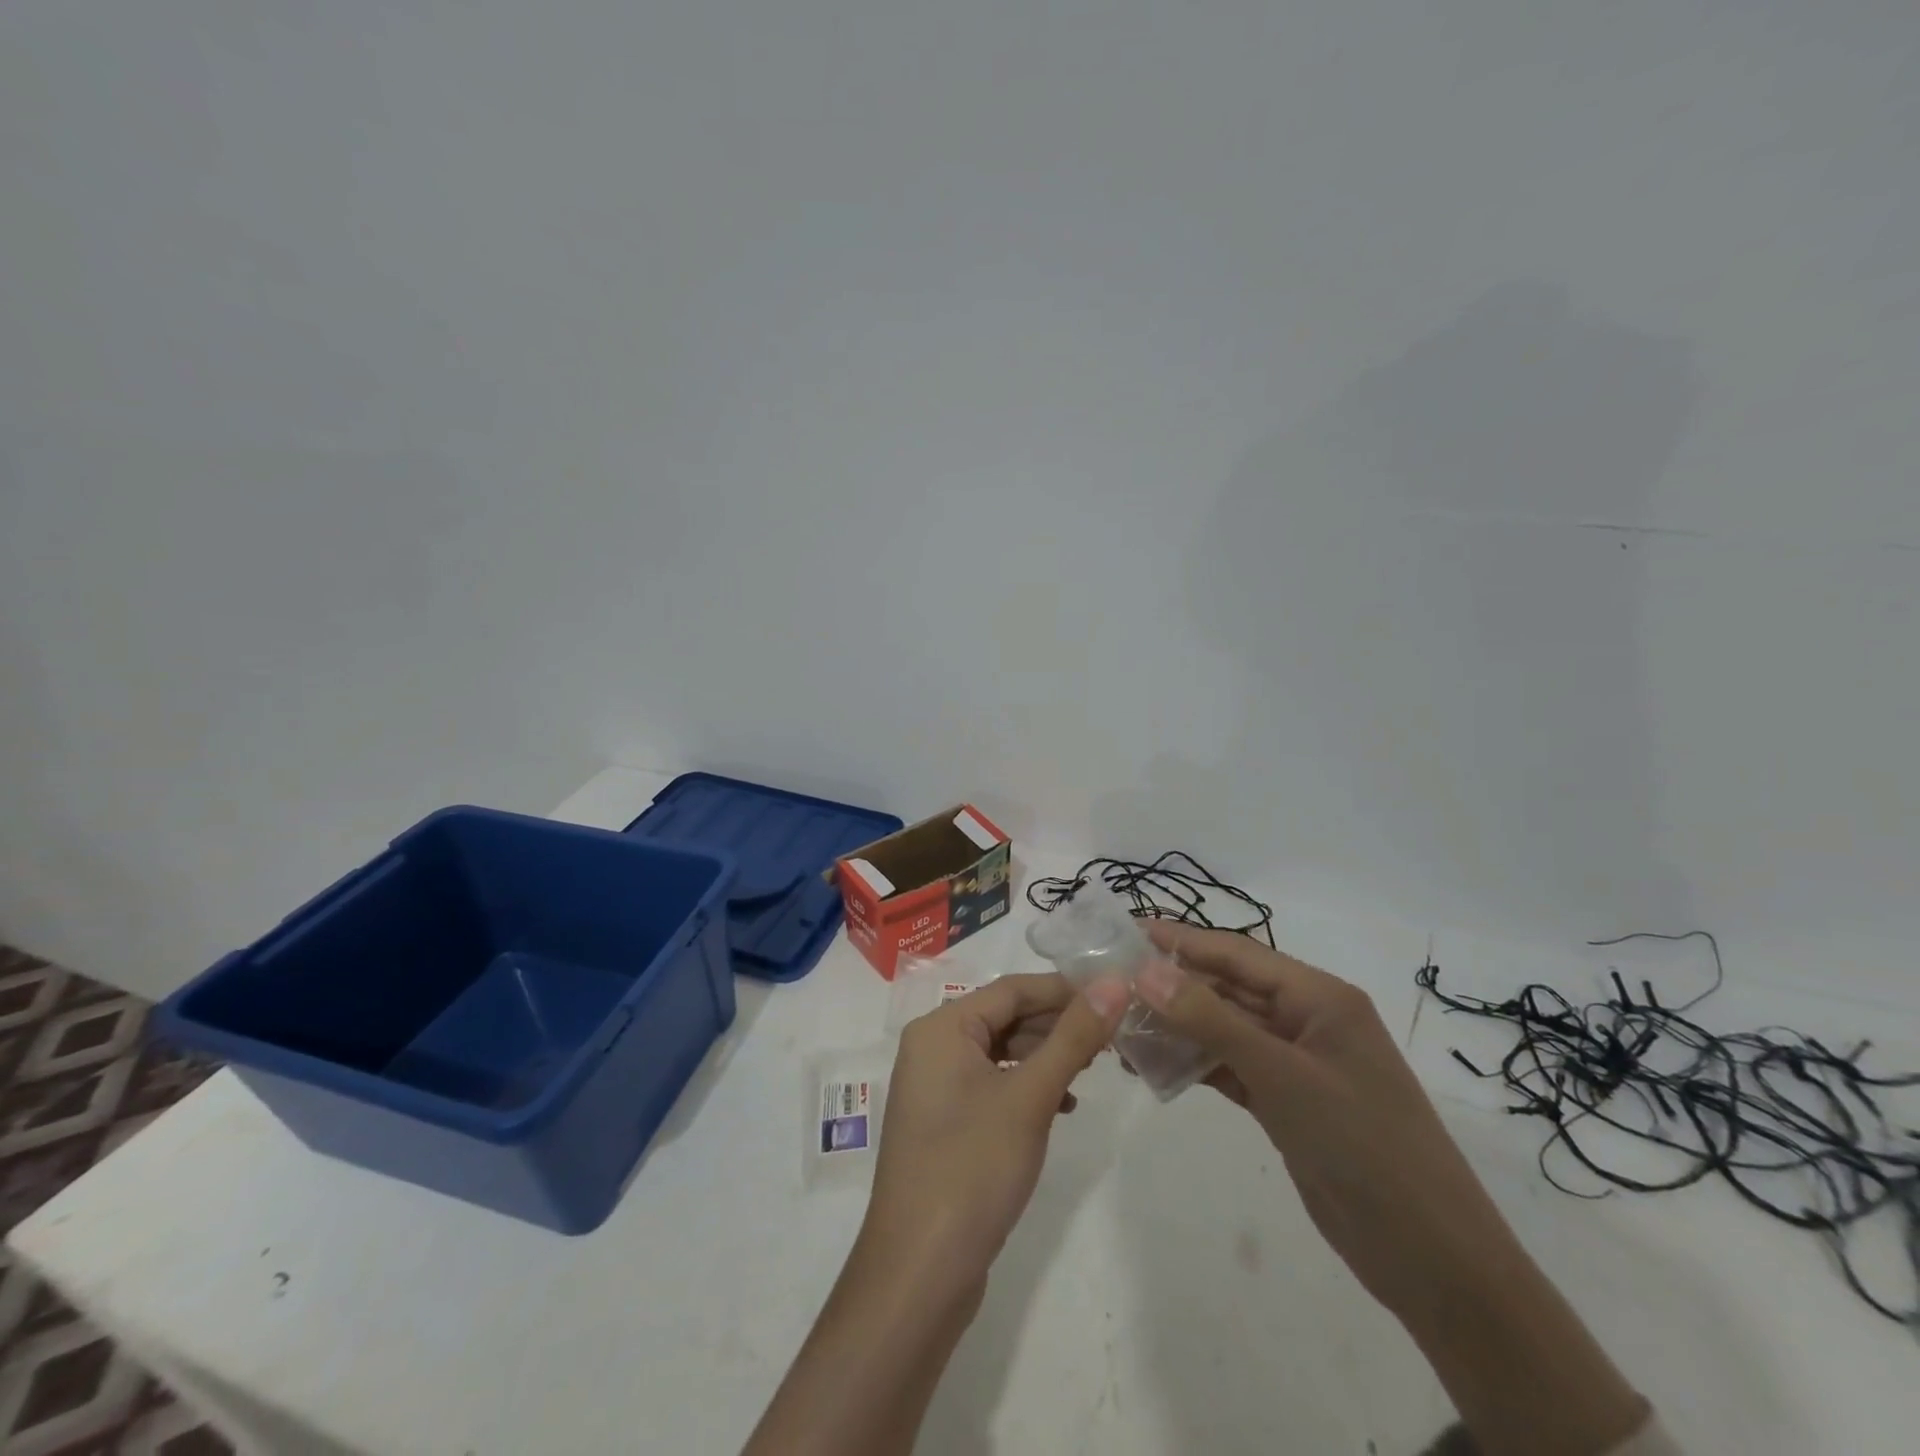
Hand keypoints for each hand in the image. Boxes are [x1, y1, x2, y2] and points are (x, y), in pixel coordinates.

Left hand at [862, 972, 1128, 1300]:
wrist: (919, 1272)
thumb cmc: (972, 1168)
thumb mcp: (1030, 1097)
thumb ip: (1073, 1037)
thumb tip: (1114, 982)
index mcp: (941, 1027)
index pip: (1012, 989)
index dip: (1064, 989)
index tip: (1115, 995)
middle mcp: (933, 1047)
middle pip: (1005, 1017)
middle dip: (1057, 1024)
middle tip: (1112, 1036)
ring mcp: (935, 1087)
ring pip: (1000, 1052)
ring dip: (1046, 1056)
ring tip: (1094, 1067)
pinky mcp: (945, 1122)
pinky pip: (992, 1084)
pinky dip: (1027, 1086)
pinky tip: (1063, 1105)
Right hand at [1135, 925, 1647, 1455]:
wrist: (1433, 1260)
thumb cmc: (1364, 1146)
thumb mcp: (1283, 1075)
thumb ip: (1211, 1019)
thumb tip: (1146, 970)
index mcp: (1320, 998)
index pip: (1238, 953)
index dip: (1181, 940)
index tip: (1127, 932)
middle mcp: (1307, 1021)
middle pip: (1228, 989)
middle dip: (1172, 985)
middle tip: (1111, 984)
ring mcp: (1297, 1064)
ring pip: (1225, 1029)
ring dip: (1178, 1028)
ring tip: (1121, 1028)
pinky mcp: (1287, 1103)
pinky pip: (1231, 1068)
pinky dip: (1195, 1064)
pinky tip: (1154, 1066)